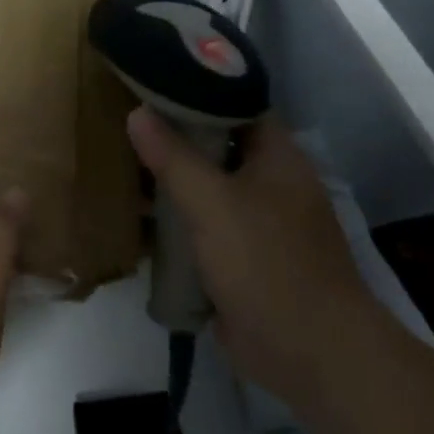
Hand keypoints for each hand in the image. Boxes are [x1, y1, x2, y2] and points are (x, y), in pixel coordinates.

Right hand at [128, 108, 366, 412]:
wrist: (310, 354)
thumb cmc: (266, 263)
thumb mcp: (212, 203)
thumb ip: (173, 156)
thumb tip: (137, 112)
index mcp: (277, 156)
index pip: (236, 103)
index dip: (197, 88)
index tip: (153, 79)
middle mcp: (271, 182)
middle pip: (218, 145)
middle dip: (176, 135)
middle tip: (127, 119)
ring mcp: (258, 222)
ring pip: (209, 187)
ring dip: (173, 180)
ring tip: (122, 160)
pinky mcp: (243, 258)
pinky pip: (205, 226)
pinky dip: (178, 219)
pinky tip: (140, 215)